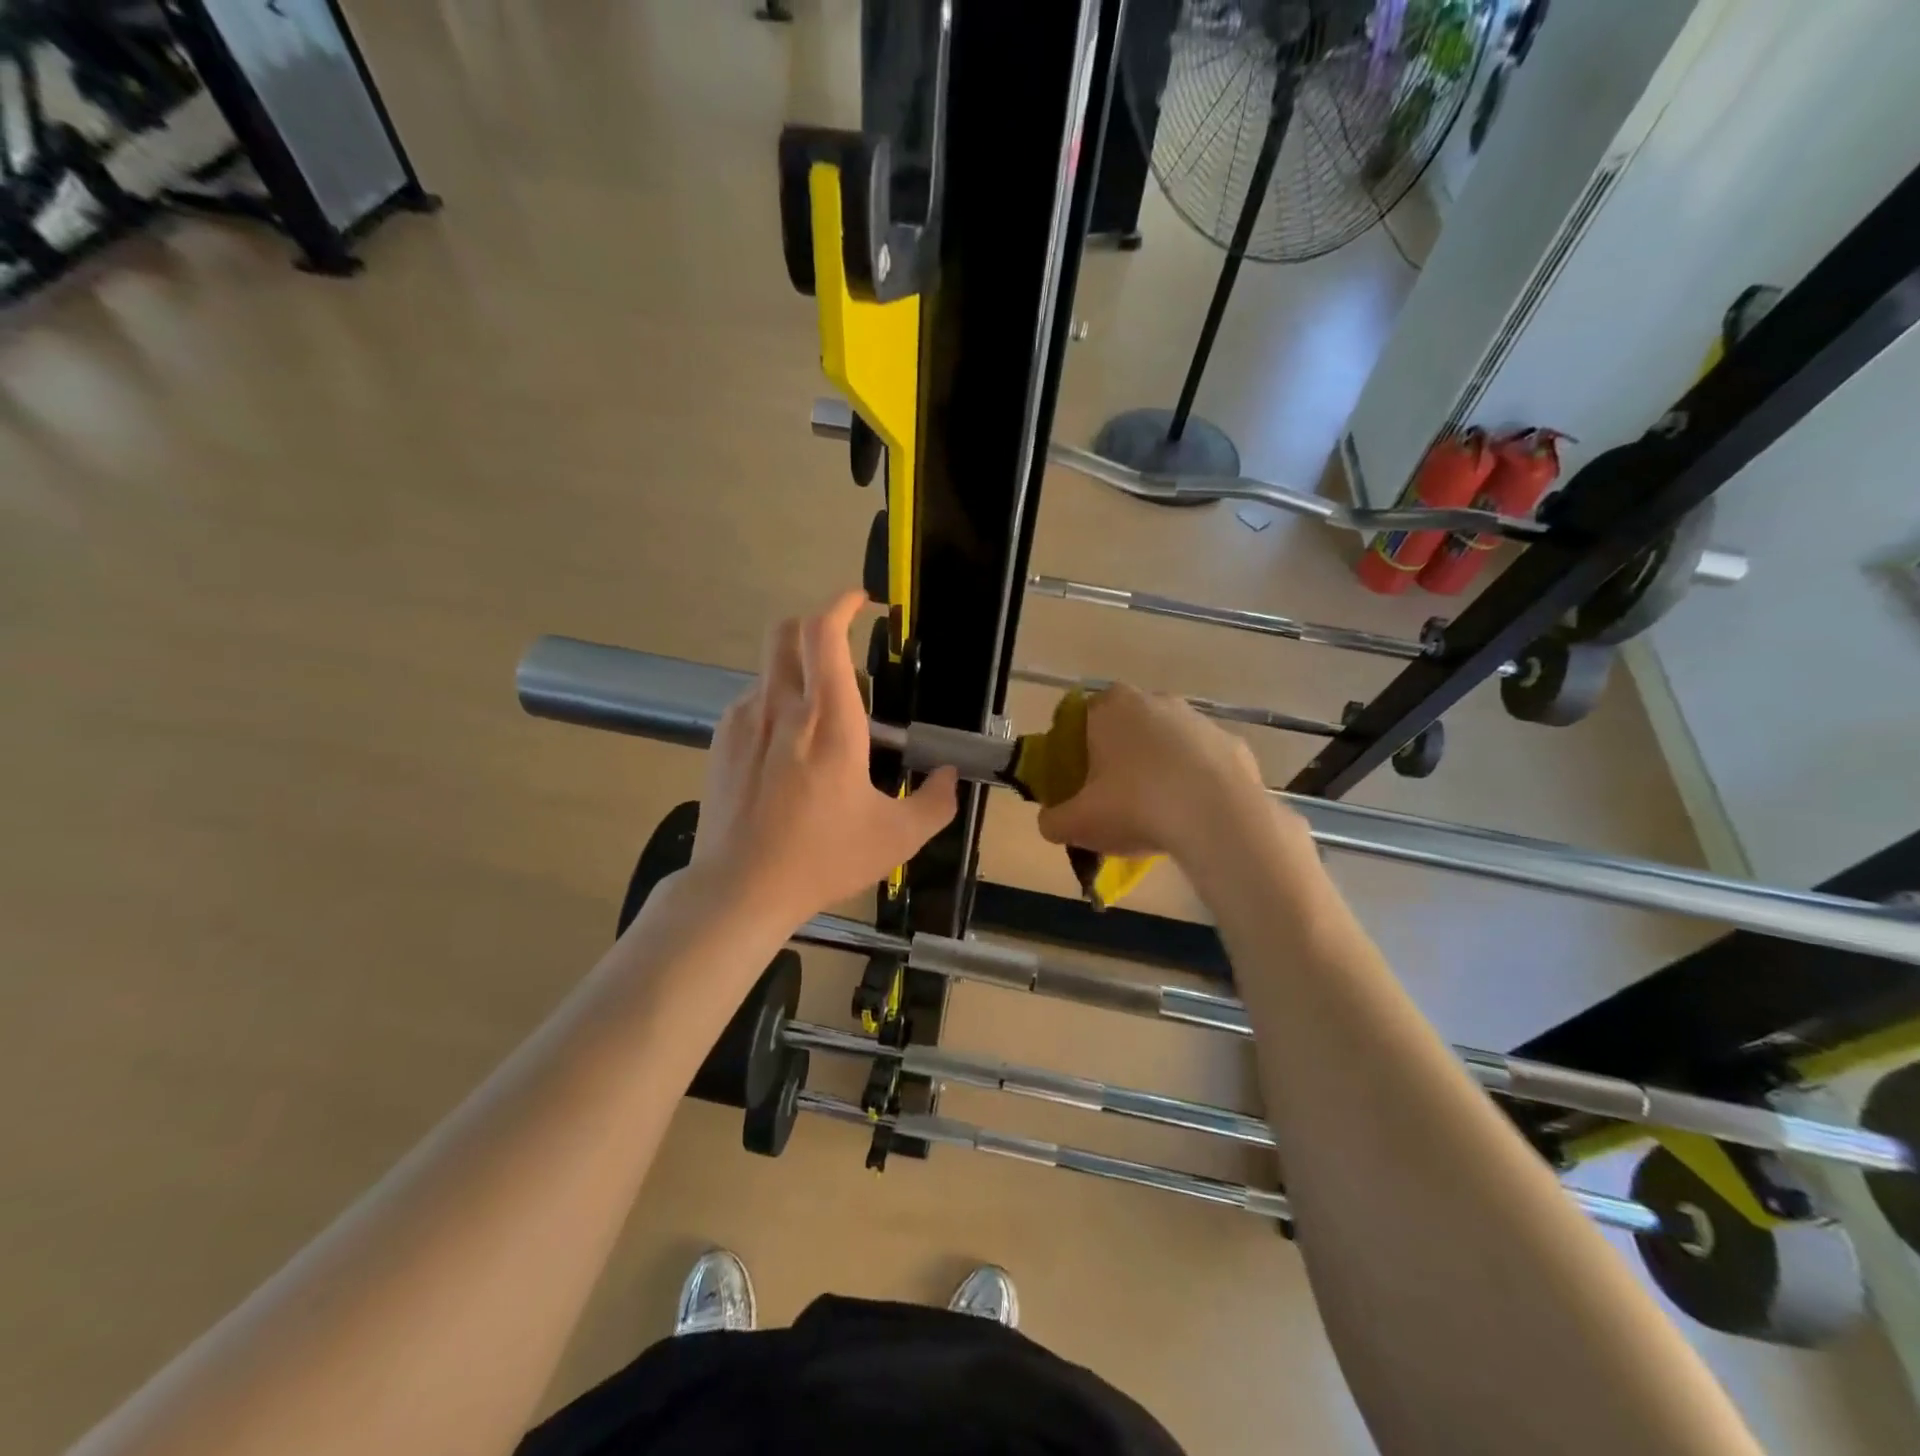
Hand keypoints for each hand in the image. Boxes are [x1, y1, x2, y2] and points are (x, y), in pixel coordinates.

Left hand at [690, 590, 957, 929]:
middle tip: (844, 655)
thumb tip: (949, 777)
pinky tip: (788, 749)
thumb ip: (935, 802)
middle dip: (816, 625)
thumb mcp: (896, 837)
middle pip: (786, 631)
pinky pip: (753, 700)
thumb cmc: (822, 858)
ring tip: (821, 721)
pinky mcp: (722, 741)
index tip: (862, 602)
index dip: (842, 604)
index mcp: (830, 721)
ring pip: (770, 667)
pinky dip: (776, 703)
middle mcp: (783, 707)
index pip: (824, 633)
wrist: (739, 889)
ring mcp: (745, 721)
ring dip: (799, 672)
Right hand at [1035, 684, 1276, 862]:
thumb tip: (1052, 821)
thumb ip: (1053, 820)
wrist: (1218, 820)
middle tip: (1115, 798)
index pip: (1083, 717)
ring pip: (1168, 742)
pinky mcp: (1233, 744)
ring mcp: (1199, 720)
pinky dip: (1196, 783)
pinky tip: (1193, 815)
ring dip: (1160, 768)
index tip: (1080, 781)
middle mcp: (1155, 701)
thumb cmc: (1136, 808)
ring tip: (1158, 813)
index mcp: (1111, 709)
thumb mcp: (1077, 823)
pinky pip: (1203, 763)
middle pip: (1127, 727)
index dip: (1077, 748)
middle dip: (1120, 756)